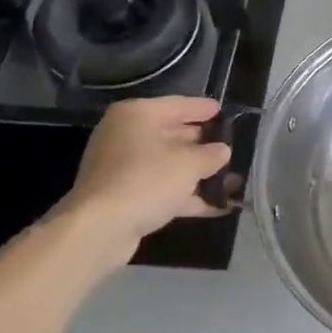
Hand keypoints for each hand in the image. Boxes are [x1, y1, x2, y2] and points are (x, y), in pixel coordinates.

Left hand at [59, 96, 233, 247]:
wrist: (100, 227)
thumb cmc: (147, 180)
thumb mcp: (189, 164)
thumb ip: (211, 154)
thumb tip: (222, 150)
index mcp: (137, 115)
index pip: (178, 105)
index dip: (203, 108)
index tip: (223, 111)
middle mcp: (126, 135)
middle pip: (172, 134)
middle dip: (202, 144)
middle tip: (230, 145)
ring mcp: (123, 167)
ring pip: (168, 165)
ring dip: (198, 174)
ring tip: (231, 179)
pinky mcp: (124, 195)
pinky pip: (161, 189)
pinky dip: (186, 196)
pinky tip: (217, 207)